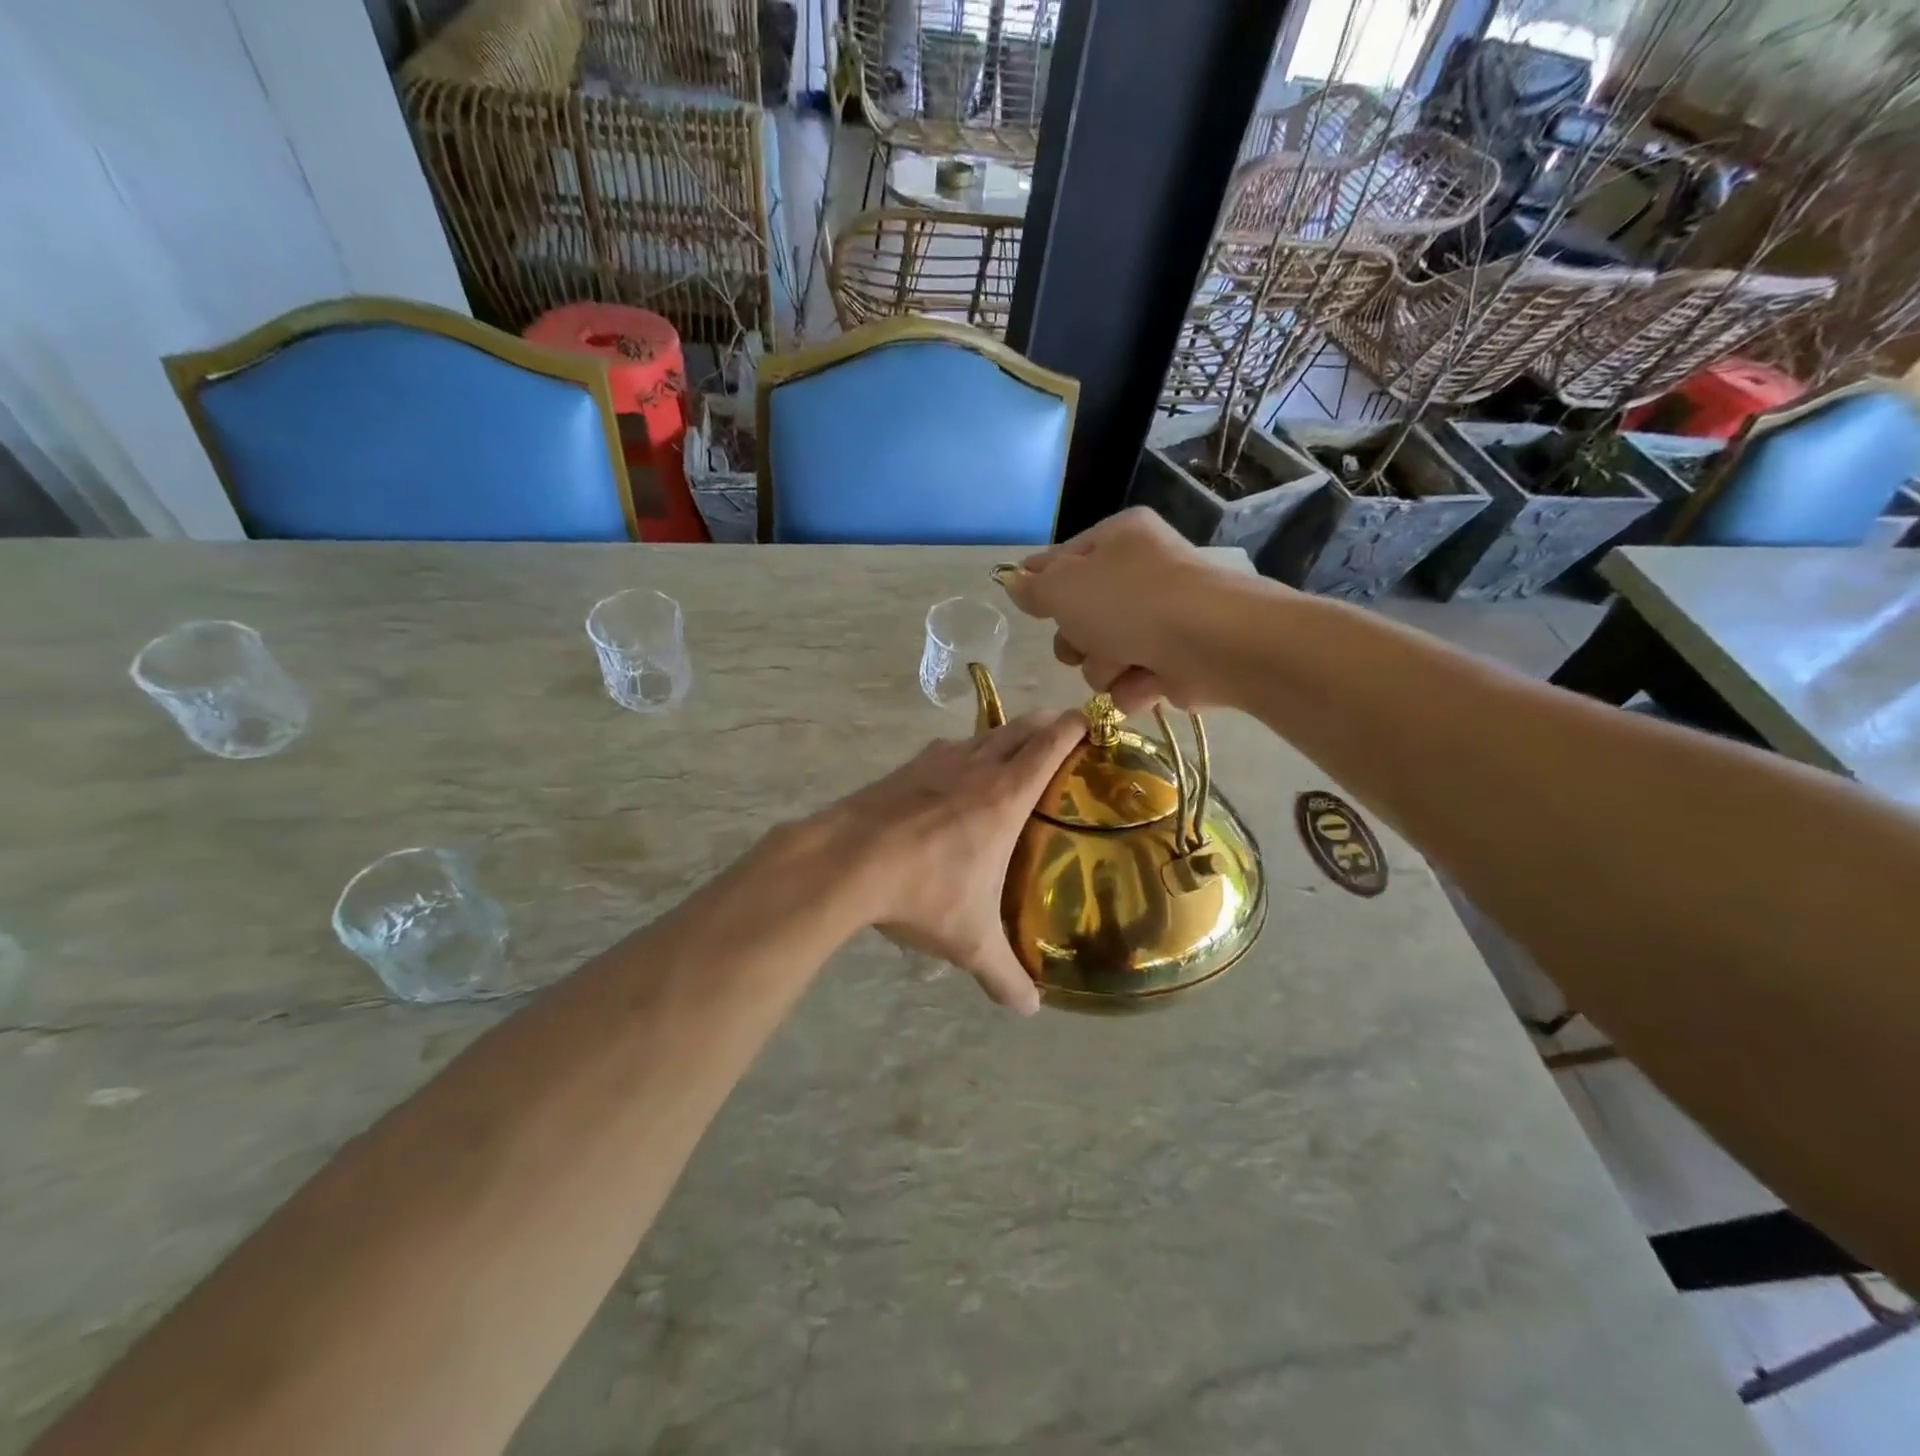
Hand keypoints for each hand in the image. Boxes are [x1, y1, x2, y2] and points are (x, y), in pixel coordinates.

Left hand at [815, 711, 1085, 1012]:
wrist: (846, 860)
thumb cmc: (923, 891)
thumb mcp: (970, 940)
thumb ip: (1004, 974)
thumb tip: (1029, 1009)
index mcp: (1004, 797)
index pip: (1048, 746)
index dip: (1073, 727)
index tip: (1090, 719)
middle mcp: (975, 768)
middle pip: (1019, 729)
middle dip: (1044, 723)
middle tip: (1061, 731)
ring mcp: (936, 763)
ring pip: (981, 735)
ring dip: (1003, 735)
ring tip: (1013, 749)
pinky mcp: (904, 769)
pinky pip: (945, 750)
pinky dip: (962, 752)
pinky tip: (953, 772)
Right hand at [1001, 508, 1240, 711]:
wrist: (1210, 643)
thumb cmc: (1129, 603)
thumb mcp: (1063, 587)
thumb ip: (1033, 587)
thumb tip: (1014, 581)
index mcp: (1119, 538)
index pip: (1064, 559)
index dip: (1043, 584)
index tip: (1030, 604)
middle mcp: (1142, 573)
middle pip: (1081, 615)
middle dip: (1077, 639)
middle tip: (1086, 641)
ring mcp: (1162, 618)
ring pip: (1102, 654)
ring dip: (1103, 666)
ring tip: (1124, 663)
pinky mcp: (1176, 660)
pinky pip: (1132, 679)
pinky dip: (1133, 686)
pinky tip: (1145, 681)